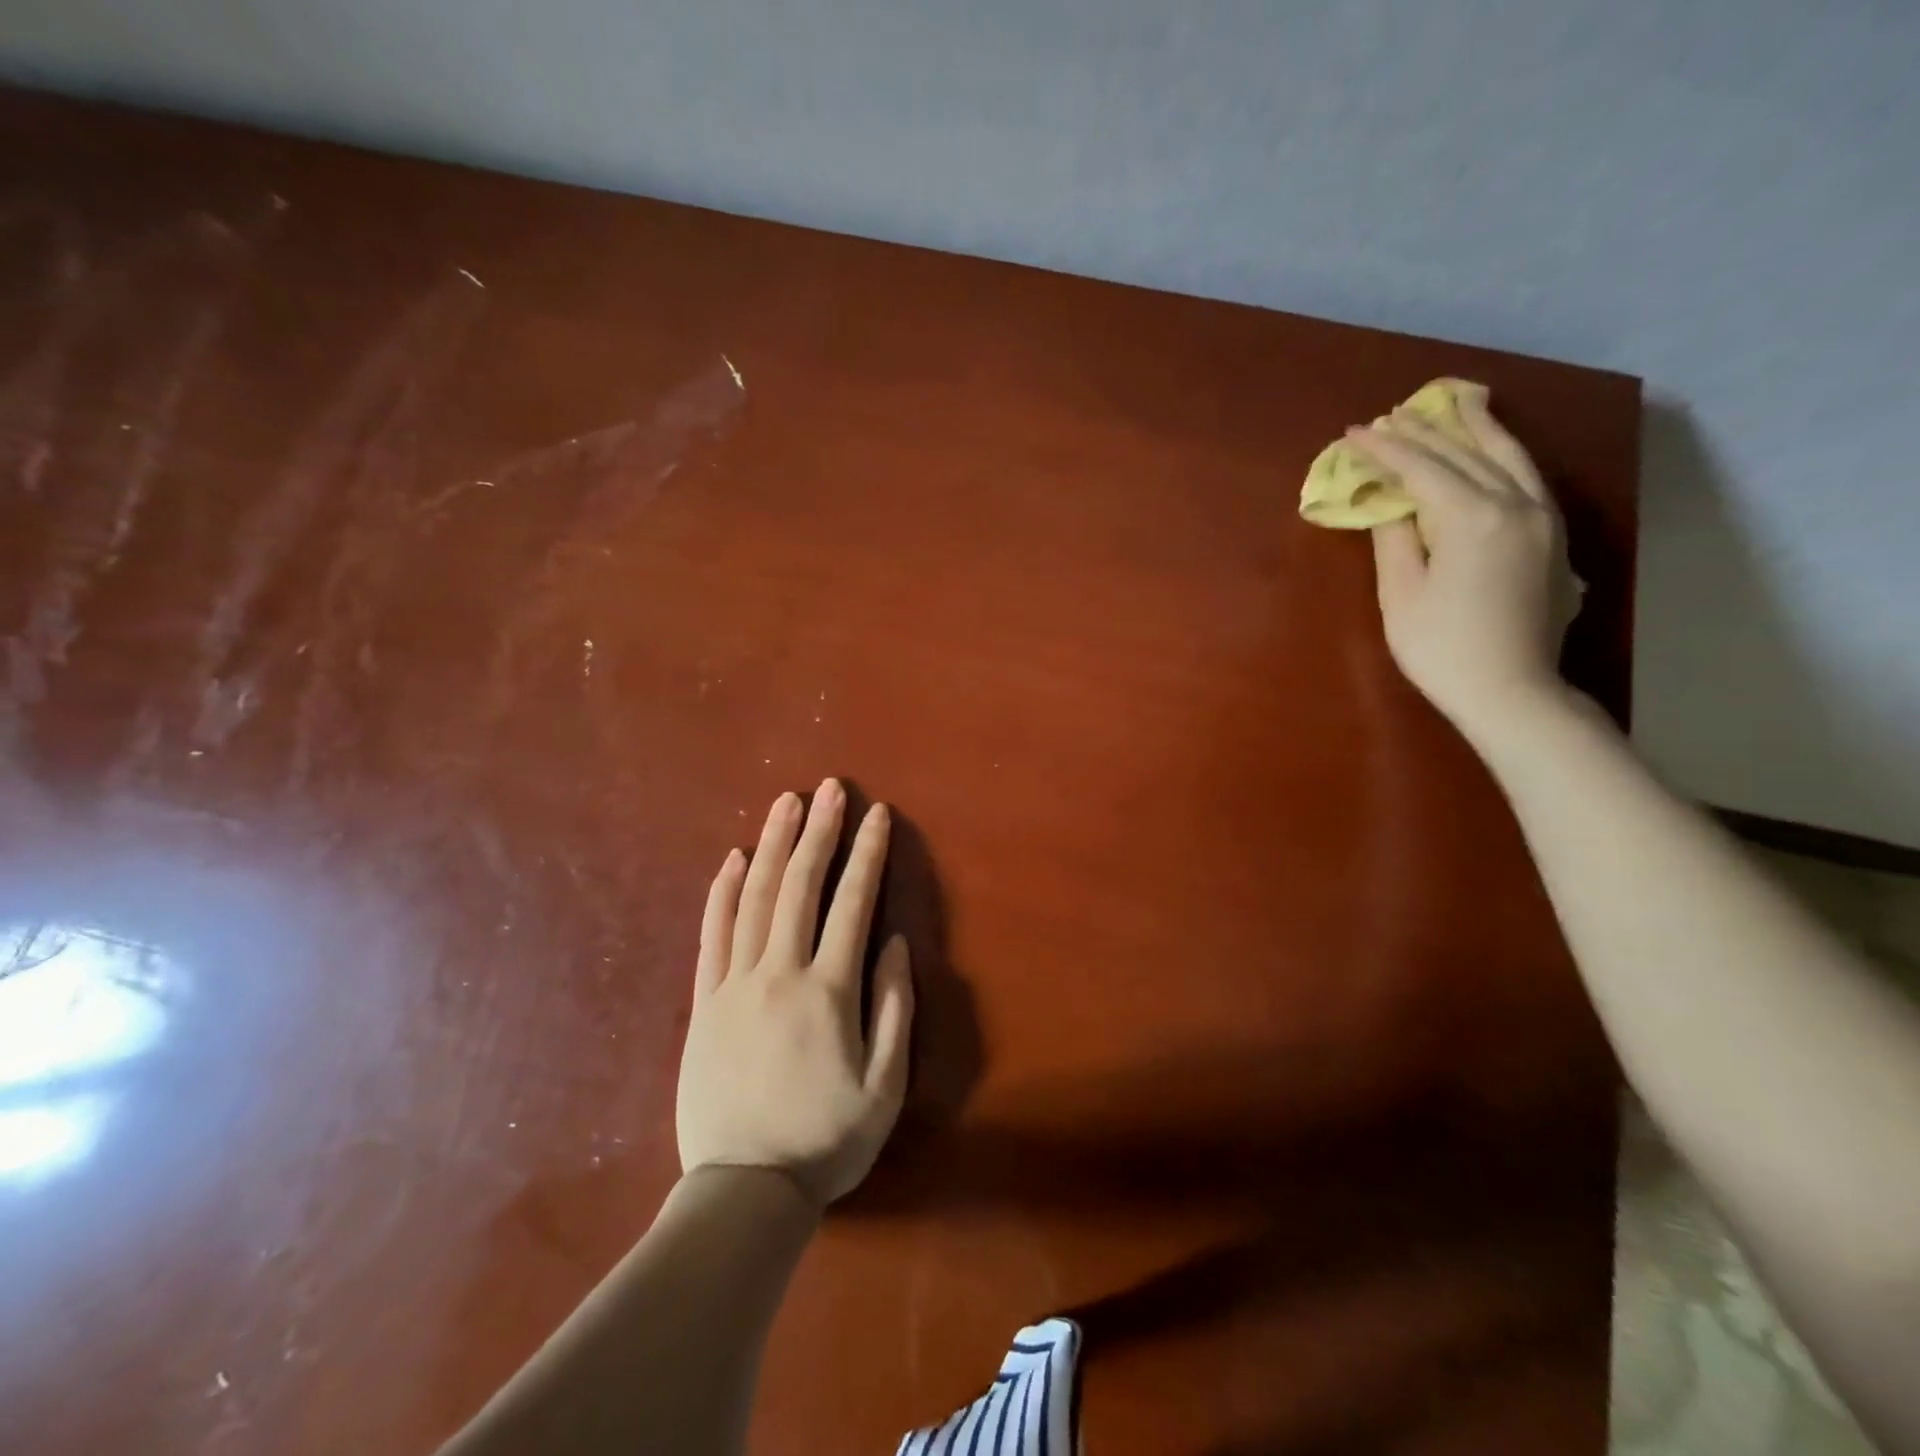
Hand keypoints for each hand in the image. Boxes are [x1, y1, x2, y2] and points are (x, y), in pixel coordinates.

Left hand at [676, 779, 913, 1209]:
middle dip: (819, 831)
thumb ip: (895, 1007)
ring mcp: (735, 984)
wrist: (743, 1191)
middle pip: (799, 886)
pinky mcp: (703, 1002)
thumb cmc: (826, 1140)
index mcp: (828, 991)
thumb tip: (894, 942)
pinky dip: (720, 890)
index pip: (852, 904)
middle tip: (830, 788)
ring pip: (752, 898)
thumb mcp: (885, 1084)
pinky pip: (711, 934)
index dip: (867, 854)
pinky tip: (731, 857)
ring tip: (786, 802)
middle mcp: (779, 973)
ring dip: (772, 844)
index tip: (878, 813)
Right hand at [1346, 391, 1581, 740]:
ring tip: (1457, 403)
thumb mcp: (1401, 594)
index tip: (1354, 432)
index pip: (1422, 468)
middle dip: (1426, 431)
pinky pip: (1527, 477)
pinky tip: (1492, 449)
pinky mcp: (1552, 538)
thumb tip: (1392, 503)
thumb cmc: (1441, 647)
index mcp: (1473, 516)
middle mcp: (1516, 504)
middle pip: (1467, 453)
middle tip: (1393, 414)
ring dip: (1476, 429)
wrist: (1511, 690)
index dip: (1385, 449)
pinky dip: (1503, 453)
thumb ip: (1395, 538)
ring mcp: (1542, 519)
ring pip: (1509, 456)